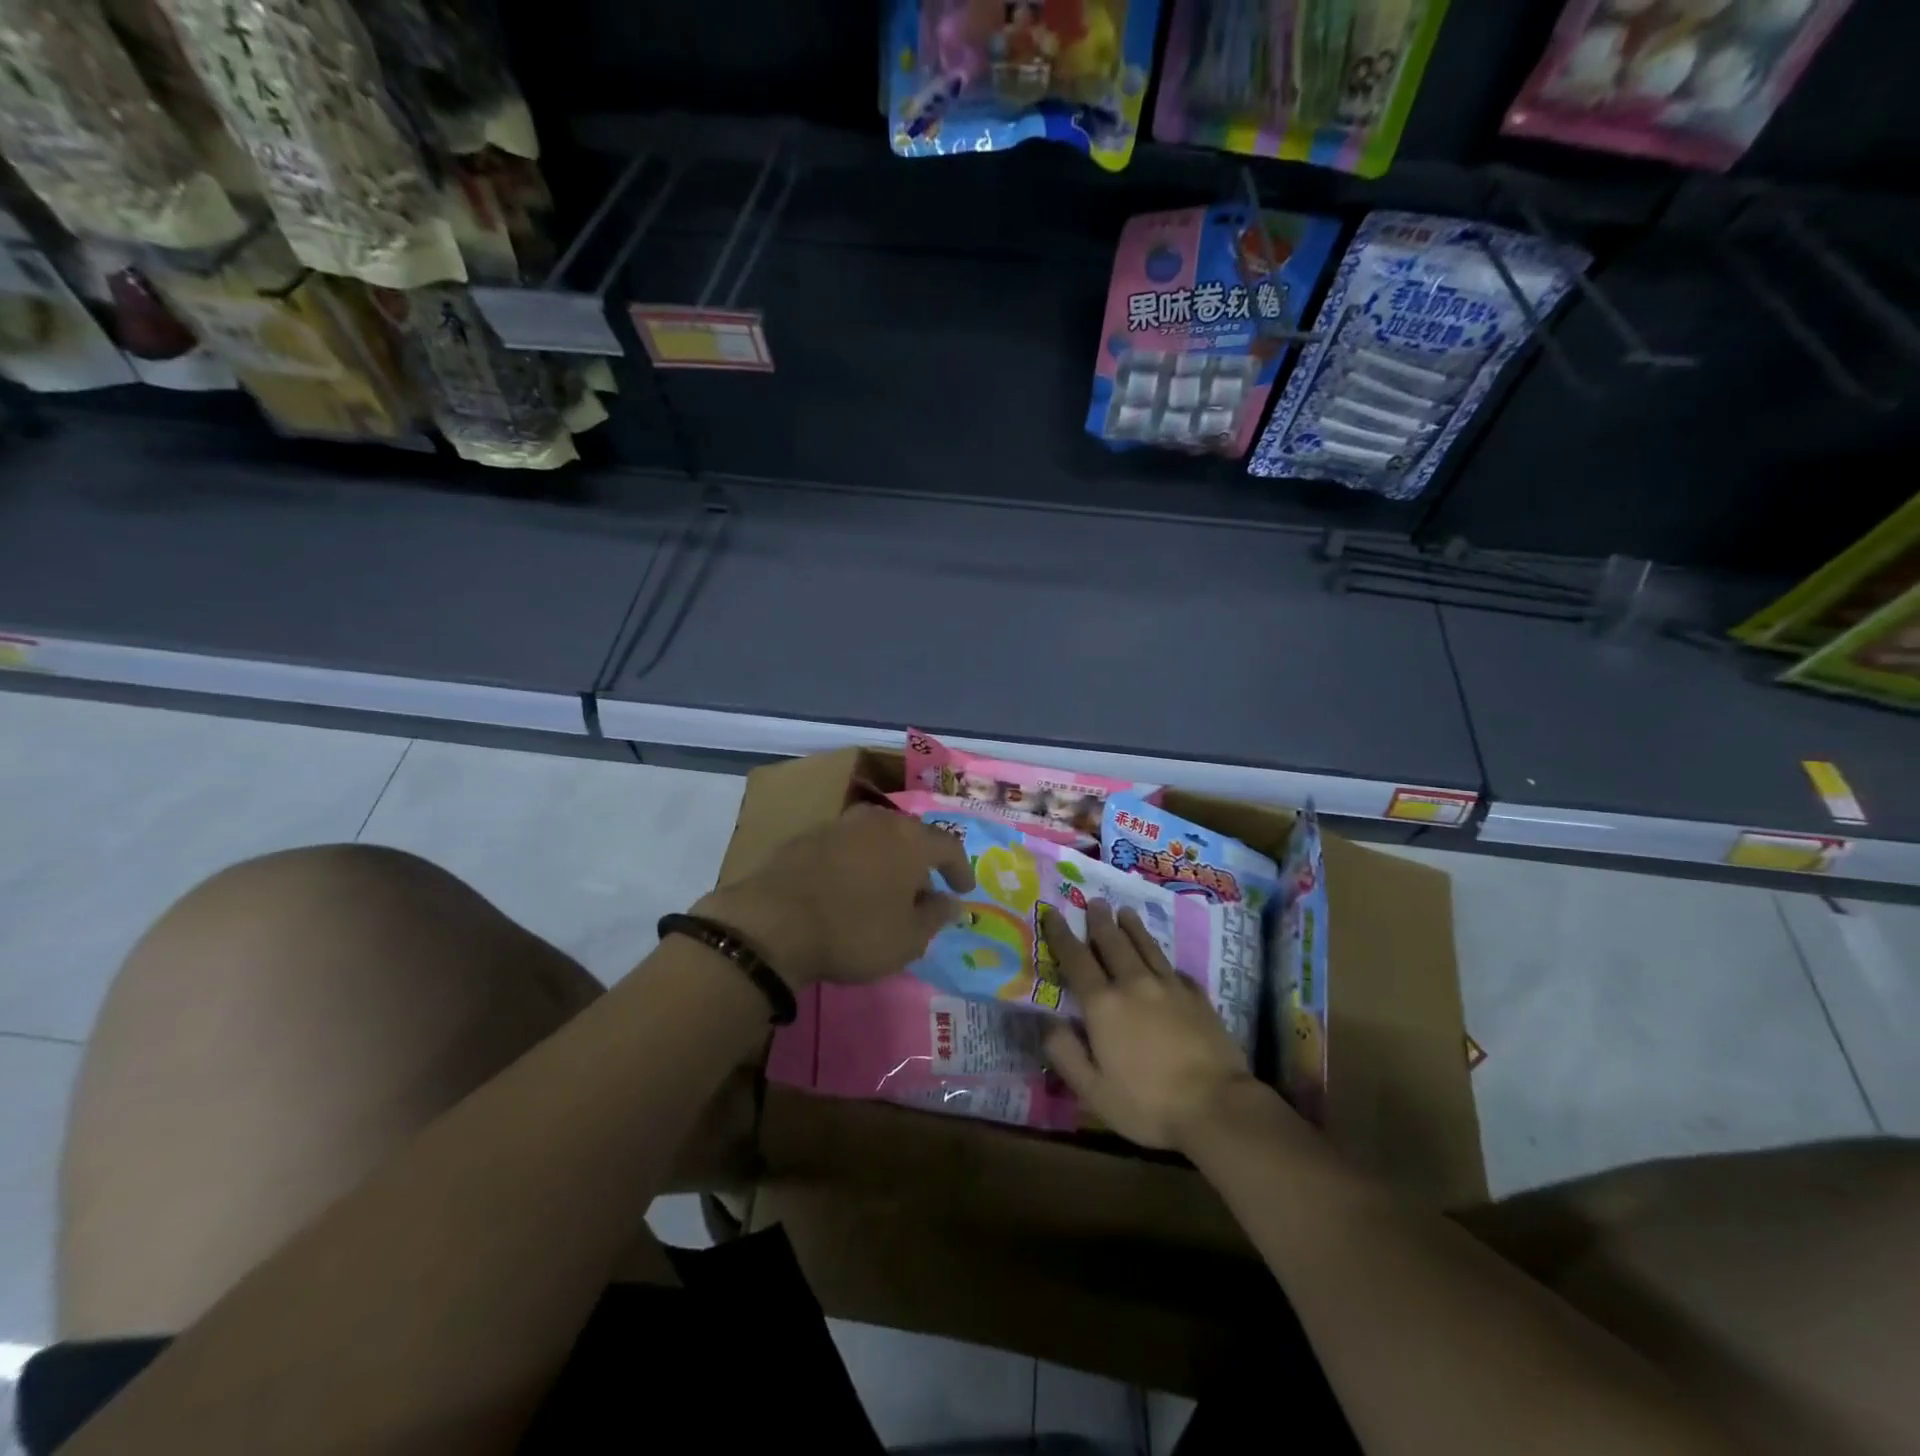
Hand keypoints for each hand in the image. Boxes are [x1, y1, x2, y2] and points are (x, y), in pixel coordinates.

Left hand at [692, 803, 974, 988]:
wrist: (773, 923)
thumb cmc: (854, 932)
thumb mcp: (906, 939)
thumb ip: (935, 917)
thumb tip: (951, 902)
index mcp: (911, 840)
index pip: (949, 846)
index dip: (960, 868)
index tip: (963, 889)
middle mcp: (879, 821)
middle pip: (911, 835)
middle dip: (922, 860)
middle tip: (923, 889)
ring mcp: (840, 824)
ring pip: (876, 835)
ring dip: (887, 857)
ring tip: (885, 886)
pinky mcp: (807, 836)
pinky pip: (845, 844)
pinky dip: (856, 861)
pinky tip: (848, 884)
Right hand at [1040, 900, 1257, 1151]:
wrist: (1217, 1106)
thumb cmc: (1147, 1103)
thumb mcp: (1093, 1090)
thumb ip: (1065, 1052)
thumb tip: (1047, 1021)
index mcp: (1103, 1005)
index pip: (1076, 959)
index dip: (1061, 934)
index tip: (1051, 911)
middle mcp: (1134, 984)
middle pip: (1113, 943)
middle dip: (1100, 921)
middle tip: (1095, 901)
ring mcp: (1170, 987)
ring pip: (1146, 947)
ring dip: (1133, 928)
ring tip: (1125, 912)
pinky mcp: (1198, 997)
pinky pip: (1175, 969)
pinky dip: (1164, 960)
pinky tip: (1164, 961)